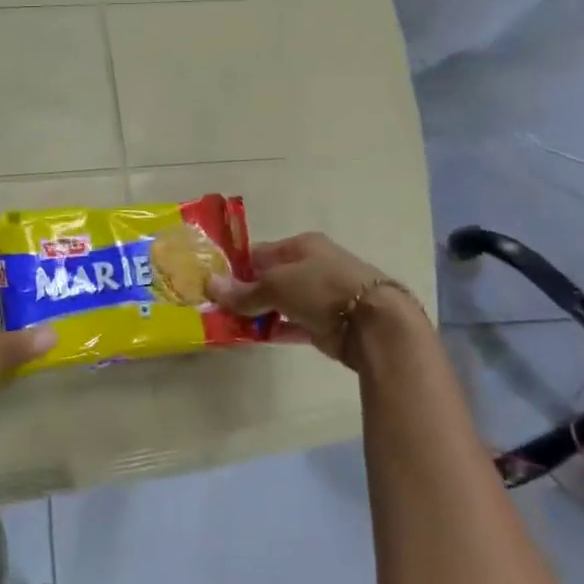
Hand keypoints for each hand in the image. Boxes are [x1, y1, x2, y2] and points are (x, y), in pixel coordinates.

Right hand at [207, 232, 423, 372]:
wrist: (373, 324)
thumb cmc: (322, 288)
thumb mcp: (276, 284)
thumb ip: (244, 291)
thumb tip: (210, 285)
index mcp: (302, 246)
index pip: (260, 252)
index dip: (236, 266)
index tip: (213, 281)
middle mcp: (311, 267)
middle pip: (269, 278)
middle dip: (244, 292)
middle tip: (216, 306)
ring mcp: (319, 297)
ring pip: (278, 303)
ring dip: (256, 313)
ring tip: (227, 324)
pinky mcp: (324, 324)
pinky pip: (290, 325)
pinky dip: (272, 330)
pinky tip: (250, 338)